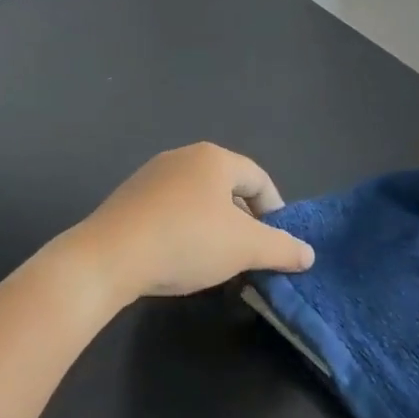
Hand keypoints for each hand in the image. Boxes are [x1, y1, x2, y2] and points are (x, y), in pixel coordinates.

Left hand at [66, 143, 313, 302]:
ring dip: (213, 226)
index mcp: (214, 158)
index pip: (258, 179)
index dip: (275, 211)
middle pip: (227, 186)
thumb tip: (308, 253)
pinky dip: (184, 229)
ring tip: (215, 260)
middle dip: (243, 220)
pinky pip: (170, 209)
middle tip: (248, 254)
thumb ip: (281, 248)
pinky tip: (179, 257)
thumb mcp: (244, 248)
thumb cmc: (186, 241)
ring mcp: (151, 175)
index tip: (277, 243)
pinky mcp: (129, 197)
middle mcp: (182, 157)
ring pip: (197, 198)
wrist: (110, 256)